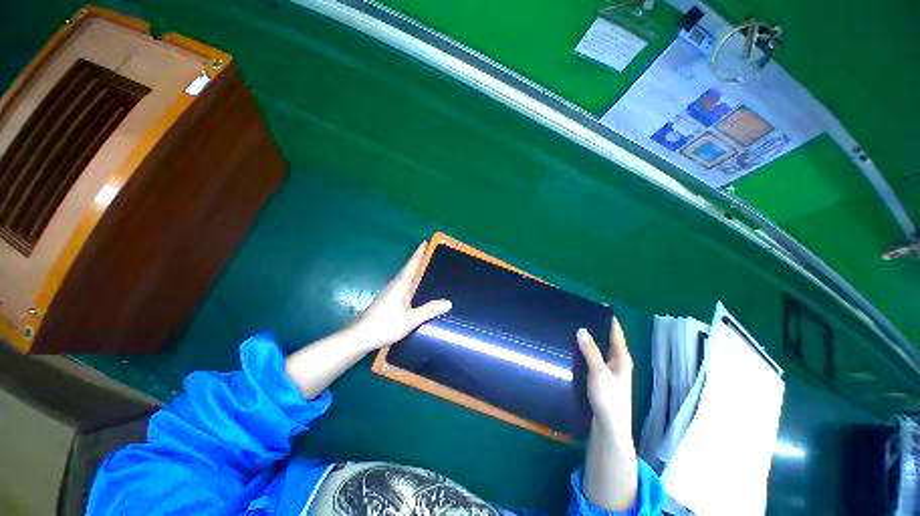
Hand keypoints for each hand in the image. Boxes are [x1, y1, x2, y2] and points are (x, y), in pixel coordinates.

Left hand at [352, 242, 451, 350]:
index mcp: (400, 285)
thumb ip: (430, 310)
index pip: (412, 264)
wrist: (360, 338)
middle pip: (408, 269)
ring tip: (425, 271)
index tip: (425, 242)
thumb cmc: (386, 325)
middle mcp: (394, 285)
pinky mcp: (386, 301)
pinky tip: (415, 291)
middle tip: (430, 255)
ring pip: (404, 278)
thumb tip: (448, 302)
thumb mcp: (411, 319)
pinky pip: (402, 286)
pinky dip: (410, 283)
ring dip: (414, 272)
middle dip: (418, 261)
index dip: (419, 253)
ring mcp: (389, 293)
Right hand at [577, 317, 633, 436]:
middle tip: (578, 315)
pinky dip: (584, 350)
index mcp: (622, 358)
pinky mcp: (600, 378)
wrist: (609, 428)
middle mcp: (617, 362)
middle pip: (607, 339)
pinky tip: (573, 349)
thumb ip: (590, 351)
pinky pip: (592, 358)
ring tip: (572, 328)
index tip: (596, 305)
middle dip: (595, 327)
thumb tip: (581, 329)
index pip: (616, 332)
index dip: (608, 318)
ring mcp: (609, 371)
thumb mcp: (599, 373)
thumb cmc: (609, 399)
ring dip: (589, 339)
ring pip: (599, 349)